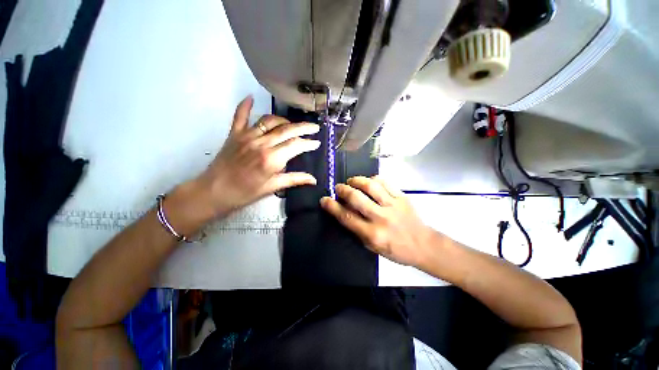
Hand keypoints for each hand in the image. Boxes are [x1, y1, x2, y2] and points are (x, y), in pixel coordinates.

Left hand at [195, 95, 319, 216]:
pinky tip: (251, 97)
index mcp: (272, 159)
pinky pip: (240, 115)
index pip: (296, 145)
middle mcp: (261, 143)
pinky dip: (245, 105)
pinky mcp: (234, 133)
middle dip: (303, 127)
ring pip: (270, 121)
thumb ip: (294, 180)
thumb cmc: (246, 193)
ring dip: (284, 121)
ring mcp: (247, 136)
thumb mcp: (273, 187)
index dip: (308, 143)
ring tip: (292, 125)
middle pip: (287, 130)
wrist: (214, 192)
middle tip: (314, 127)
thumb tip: (314, 180)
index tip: (317, 143)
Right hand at [320, 176, 434, 267]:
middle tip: (338, 187)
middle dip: (343, 190)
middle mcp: (381, 218)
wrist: (423, 245)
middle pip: (356, 198)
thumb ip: (357, 229)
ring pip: (370, 186)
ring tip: (351, 181)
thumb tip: (343, 211)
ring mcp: (393, 205)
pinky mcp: (402, 197)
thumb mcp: (372, 247)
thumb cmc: (395, 250)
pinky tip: (369, 181)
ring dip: (357, 180)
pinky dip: (373, 179)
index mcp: (372, 234)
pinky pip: (385, 182)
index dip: (332, 206)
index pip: (347, 217)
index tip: (325, 199)